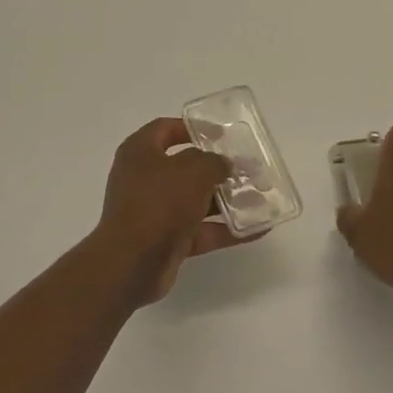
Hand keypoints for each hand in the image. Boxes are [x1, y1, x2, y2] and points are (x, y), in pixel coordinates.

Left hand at [94, 118, 241, 304]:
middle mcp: (144, 178)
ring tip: (260, 199)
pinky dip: (225, 229)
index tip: (223, 134)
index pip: (166, 129)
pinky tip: (257, 229)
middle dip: (218, 169)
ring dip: (227, 201)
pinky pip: (200, 230)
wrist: (132, 263)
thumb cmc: (159, 202)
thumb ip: (214, 162)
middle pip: (186, 167)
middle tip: (248, 169)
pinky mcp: (165, 240)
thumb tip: (223, 164)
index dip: (194, 128)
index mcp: (140, 152)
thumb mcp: (193, 171)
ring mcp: (154, 211)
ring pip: (195, 201)